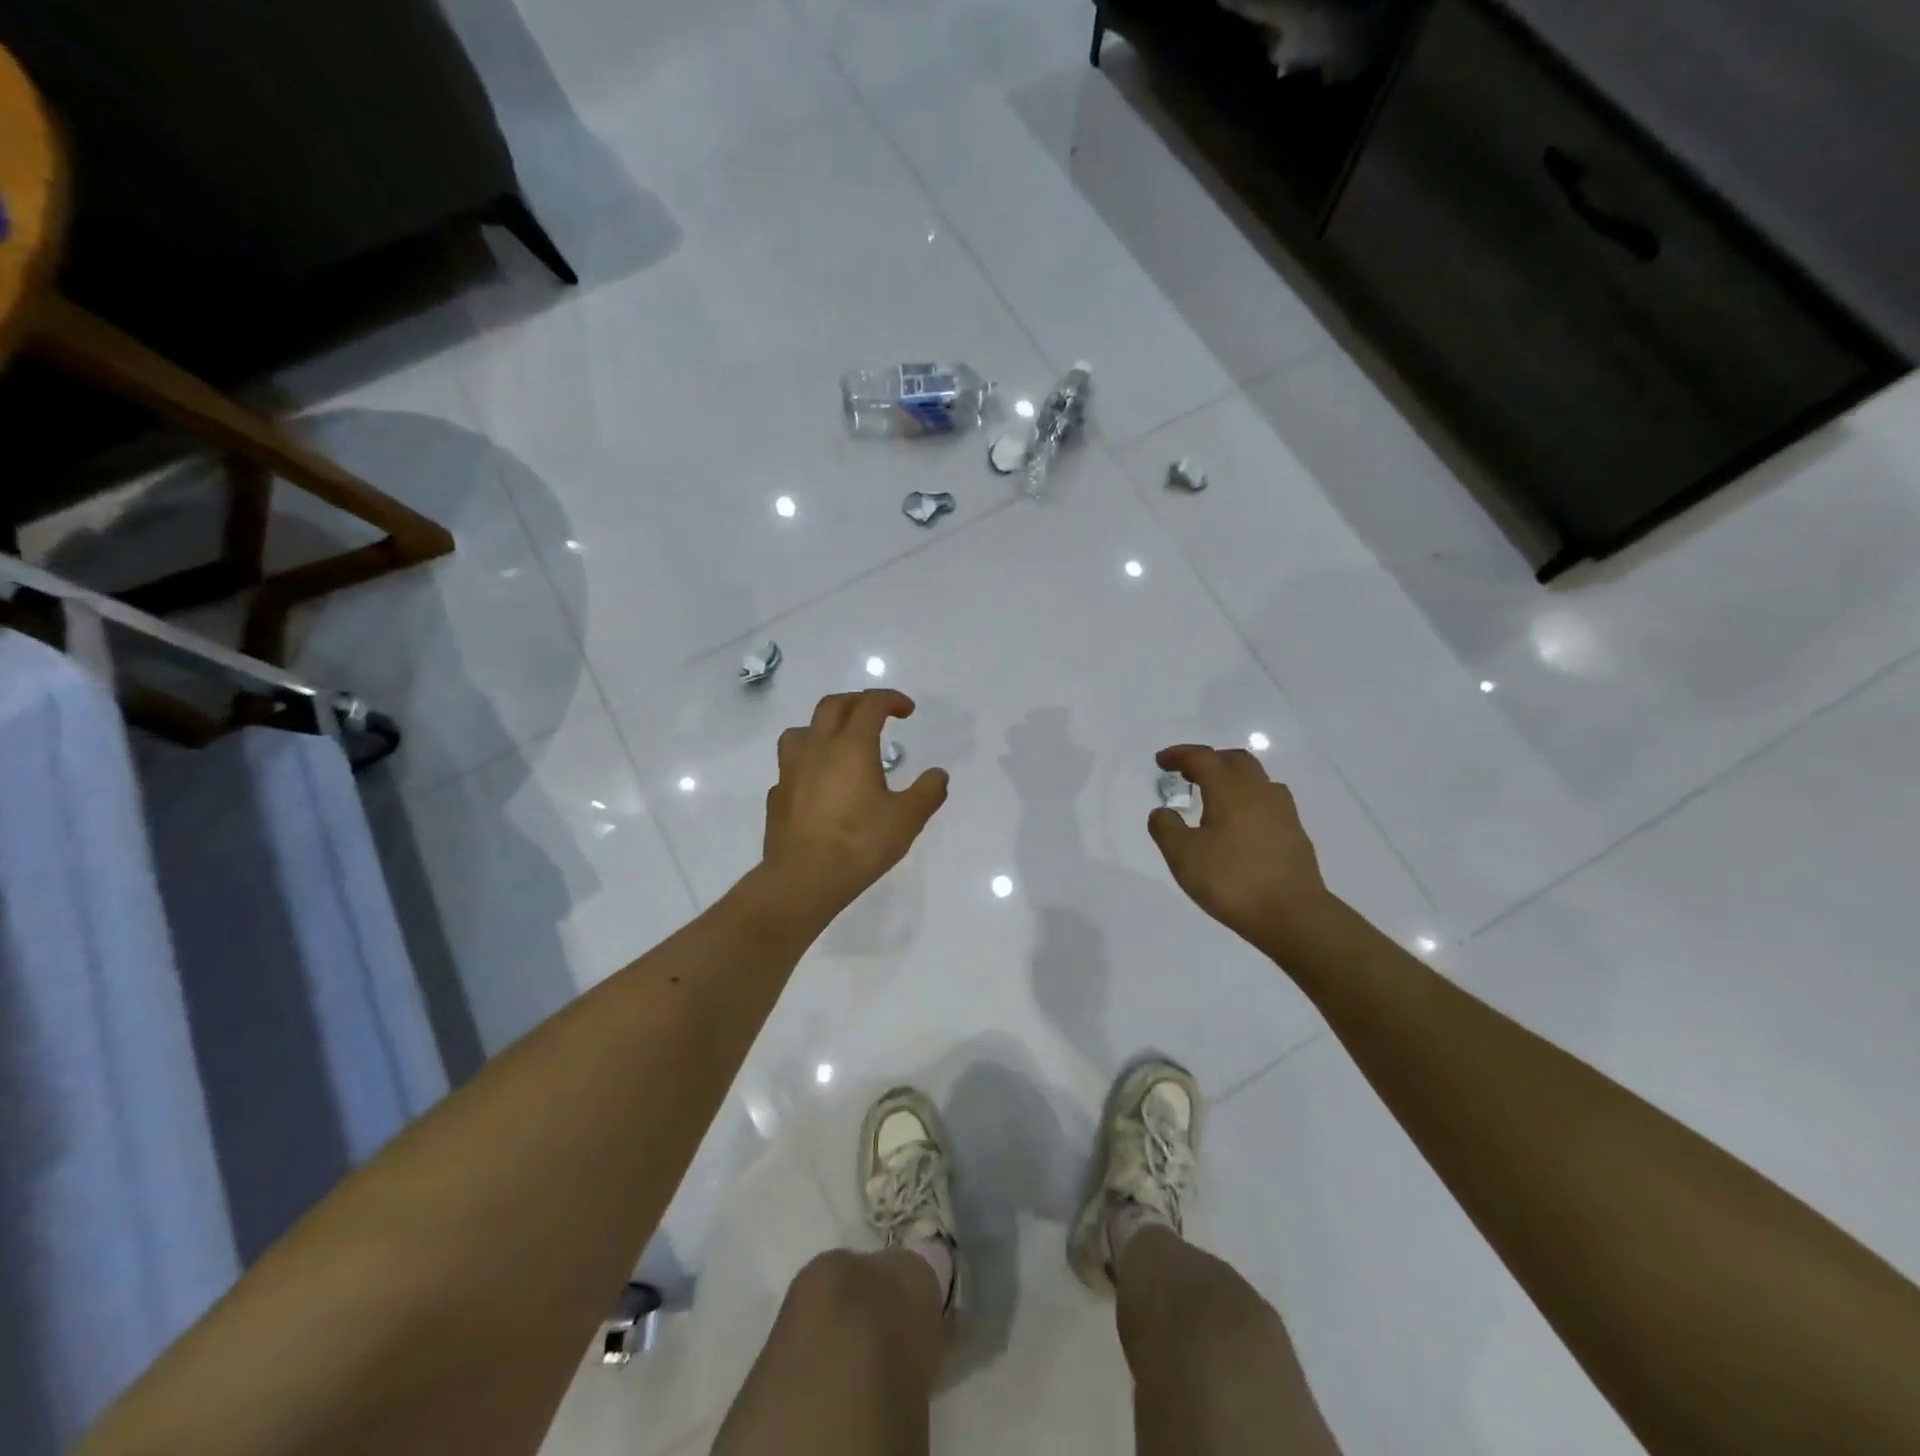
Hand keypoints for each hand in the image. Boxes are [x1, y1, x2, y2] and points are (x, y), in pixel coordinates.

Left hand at [761, 690, 948, 919]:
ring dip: (824, 727)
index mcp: (852, 746)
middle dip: (857, 702)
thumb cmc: (859, 844)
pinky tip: (818, 784)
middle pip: (833, 705)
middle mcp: (818, 748)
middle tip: (876, 714)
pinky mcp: (777, 795)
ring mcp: (791, 770)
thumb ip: (927, 792)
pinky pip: (791, 766)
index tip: (907, 710)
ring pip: (802, 730)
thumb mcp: (906, 819)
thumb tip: (938, 774)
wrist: (803, 879)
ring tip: (839, 743)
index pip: (870, 704)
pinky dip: (808, 764)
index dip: (891, 699)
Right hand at [1148, 744, 1333, 954]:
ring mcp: (1282, 812)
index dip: (1180, 755)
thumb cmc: (1231, 880)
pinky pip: (1268, 801)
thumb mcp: (1182, 856)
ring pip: (1256, 779)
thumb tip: (1163, 812)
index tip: (1161, 762)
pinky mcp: (1294, 833)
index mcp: (1229, 790)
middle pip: (1234, 760)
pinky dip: (1247, 800)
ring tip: (1213, 797)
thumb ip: (1166, 828)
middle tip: (1187, 774)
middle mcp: (1258, 792)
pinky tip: (1239, 823)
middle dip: (1208, 761)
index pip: (1203, 758)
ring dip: (1231, 778)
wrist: (1292, 915)